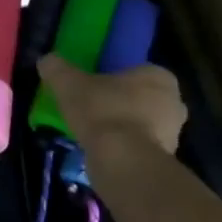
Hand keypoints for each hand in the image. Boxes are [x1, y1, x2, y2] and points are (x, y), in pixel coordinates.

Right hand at [36, 56, 186, 155]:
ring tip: (93, 132)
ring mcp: (174, 133)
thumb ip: (56, 68)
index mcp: (159, 76)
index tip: (92, 86)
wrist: (123, 161)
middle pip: (142, 98)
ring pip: (143, 123)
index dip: (114, 78)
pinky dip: (124, 147)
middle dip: (121, 103)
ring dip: (123, 126)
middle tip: (92, 108)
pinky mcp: (165, 159)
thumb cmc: (102, 111)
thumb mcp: (68, 83)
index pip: (137, 71)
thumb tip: (46, 60)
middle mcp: (174, 102)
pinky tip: (102, 150)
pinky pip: (140, 146)